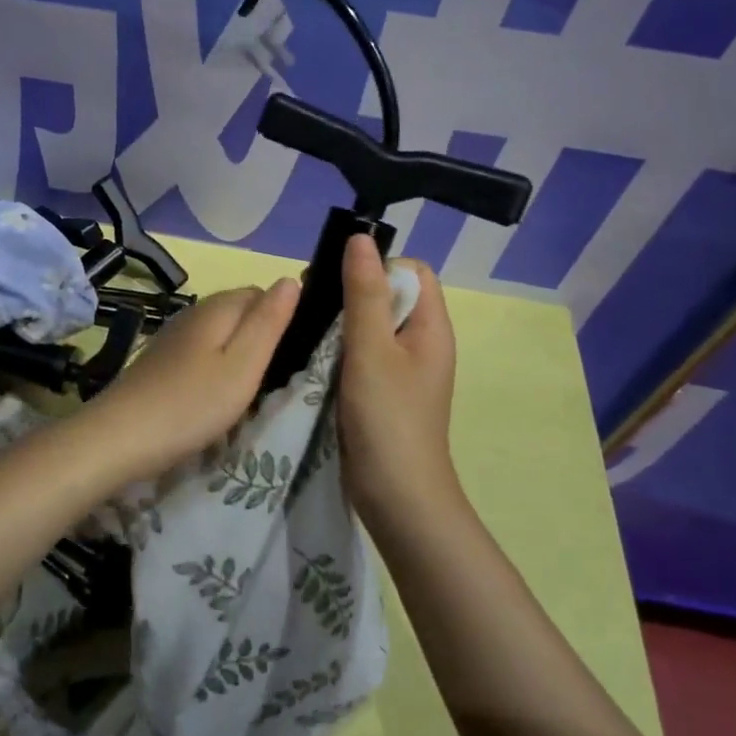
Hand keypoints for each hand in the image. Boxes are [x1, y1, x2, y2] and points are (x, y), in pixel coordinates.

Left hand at [81, 278, 300, 483]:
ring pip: (220, 333)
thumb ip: (269, 322)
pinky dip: (214, 367)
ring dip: (237, 355)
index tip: (292, 355)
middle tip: (272, 378)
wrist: (121, 436)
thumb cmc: (192, 403)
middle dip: (259, 337)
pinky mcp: (161, 359)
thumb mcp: (243, 365)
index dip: (281, 319)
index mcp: (218, 306)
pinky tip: (214, 396)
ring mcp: (174, 335)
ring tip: (247, 391)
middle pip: (240, 312)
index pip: (263, 293)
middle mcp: (194, 311)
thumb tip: (290, 279)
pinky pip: (201, 352)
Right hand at [338, 235, 459, 522]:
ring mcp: (400, 368)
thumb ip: (364, 292)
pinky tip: (310, 353)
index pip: (411, 271)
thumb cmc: (388, 419)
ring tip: (305, 325)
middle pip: (387, 294)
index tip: (340, 278)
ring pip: (369, 324)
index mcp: (430, 327)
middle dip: (350, 289)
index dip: (378, 266)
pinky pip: (359, 351)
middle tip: (312, 300)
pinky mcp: (379, 389)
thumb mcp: (372, 350)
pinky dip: (336, 346)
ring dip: (339, 320)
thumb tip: (360, 237)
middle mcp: (419, 342)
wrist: (397, 499)